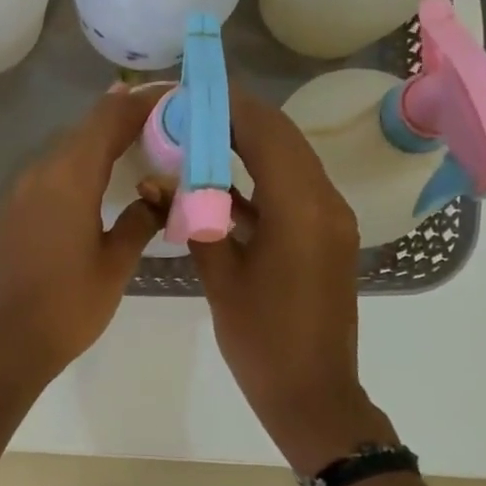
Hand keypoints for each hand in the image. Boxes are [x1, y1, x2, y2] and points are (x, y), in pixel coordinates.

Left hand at [0, 86, 164, 385]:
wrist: (11, 342)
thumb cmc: (70, 306)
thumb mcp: (116, 264)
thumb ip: (140, 220)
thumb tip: (155, 196)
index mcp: (70, 178)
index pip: (108, 119)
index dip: (141, 101)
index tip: (172, 94)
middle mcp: (41, 173)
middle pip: (85, 129)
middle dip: (124, 117)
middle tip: (164, 118)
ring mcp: (22, 191)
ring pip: (67, 149)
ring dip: (101, 140)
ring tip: (140, 141)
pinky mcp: (14, 210)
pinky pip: (52, 172)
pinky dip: (80, 164)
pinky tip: (101, 176)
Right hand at [189, 90, 395, 472]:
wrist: (312, 393)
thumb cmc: (261, 340)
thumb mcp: (221, 278)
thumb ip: (192, 221)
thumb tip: (155, 183)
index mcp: (301, 209)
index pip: (266, 133)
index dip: (229, 107)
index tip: (191, 92)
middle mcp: (325, 203)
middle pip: (283, 139)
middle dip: (237, 120)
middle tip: (190, 111)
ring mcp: (330, 220)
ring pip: (290, 163)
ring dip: (249, 147)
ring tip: (200, 137)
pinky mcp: (326, 238)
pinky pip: (293, 192)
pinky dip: (259, 180)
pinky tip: (220, 185)